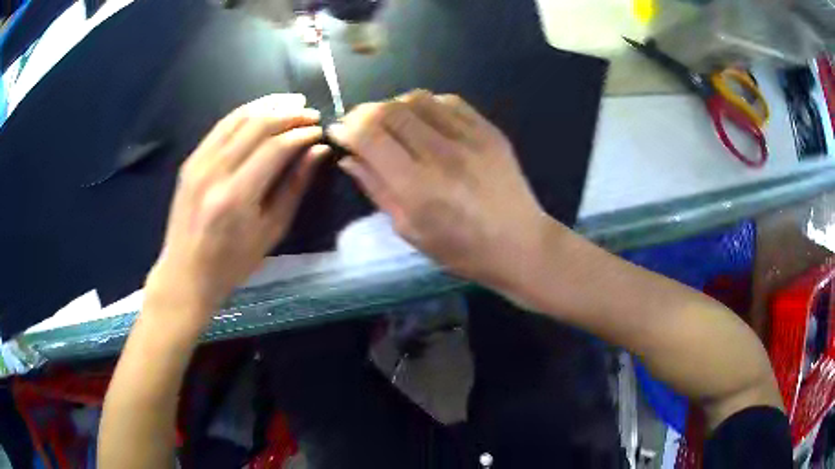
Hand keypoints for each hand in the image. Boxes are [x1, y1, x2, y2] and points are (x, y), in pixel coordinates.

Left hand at [145, 94, 326, 321]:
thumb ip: (294, 187)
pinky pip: (220, 126)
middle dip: (289, 114)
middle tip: (311, 113)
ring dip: (268, 105)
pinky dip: (244, 113)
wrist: (185, 272)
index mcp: (236, 197)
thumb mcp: (271, 232)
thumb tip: (317, 151)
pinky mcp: (190, 160)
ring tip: (292, 102)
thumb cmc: (232, 262)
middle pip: (257, 125)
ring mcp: (198, 163)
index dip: (301, 133)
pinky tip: (262, 110)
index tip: (319, 131)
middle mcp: (214, 172)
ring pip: (238, 118)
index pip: (275, 148)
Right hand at [329, 90, 550, 291]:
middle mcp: (442, 154)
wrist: (520, 243)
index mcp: (418, 187)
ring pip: (416, 98)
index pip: (370, 135)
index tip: (339, 132)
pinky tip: (424, 120)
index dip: (347, 127)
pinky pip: (447, 100)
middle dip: (364, 112)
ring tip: (392, 123)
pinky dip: (425, 104)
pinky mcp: (489, 130)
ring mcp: (470, 137)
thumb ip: (377, 189)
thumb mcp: (410, 230)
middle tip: (360, 126)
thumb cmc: (461, 250)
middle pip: (389, 110)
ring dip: (394, 106)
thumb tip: (349, 158)